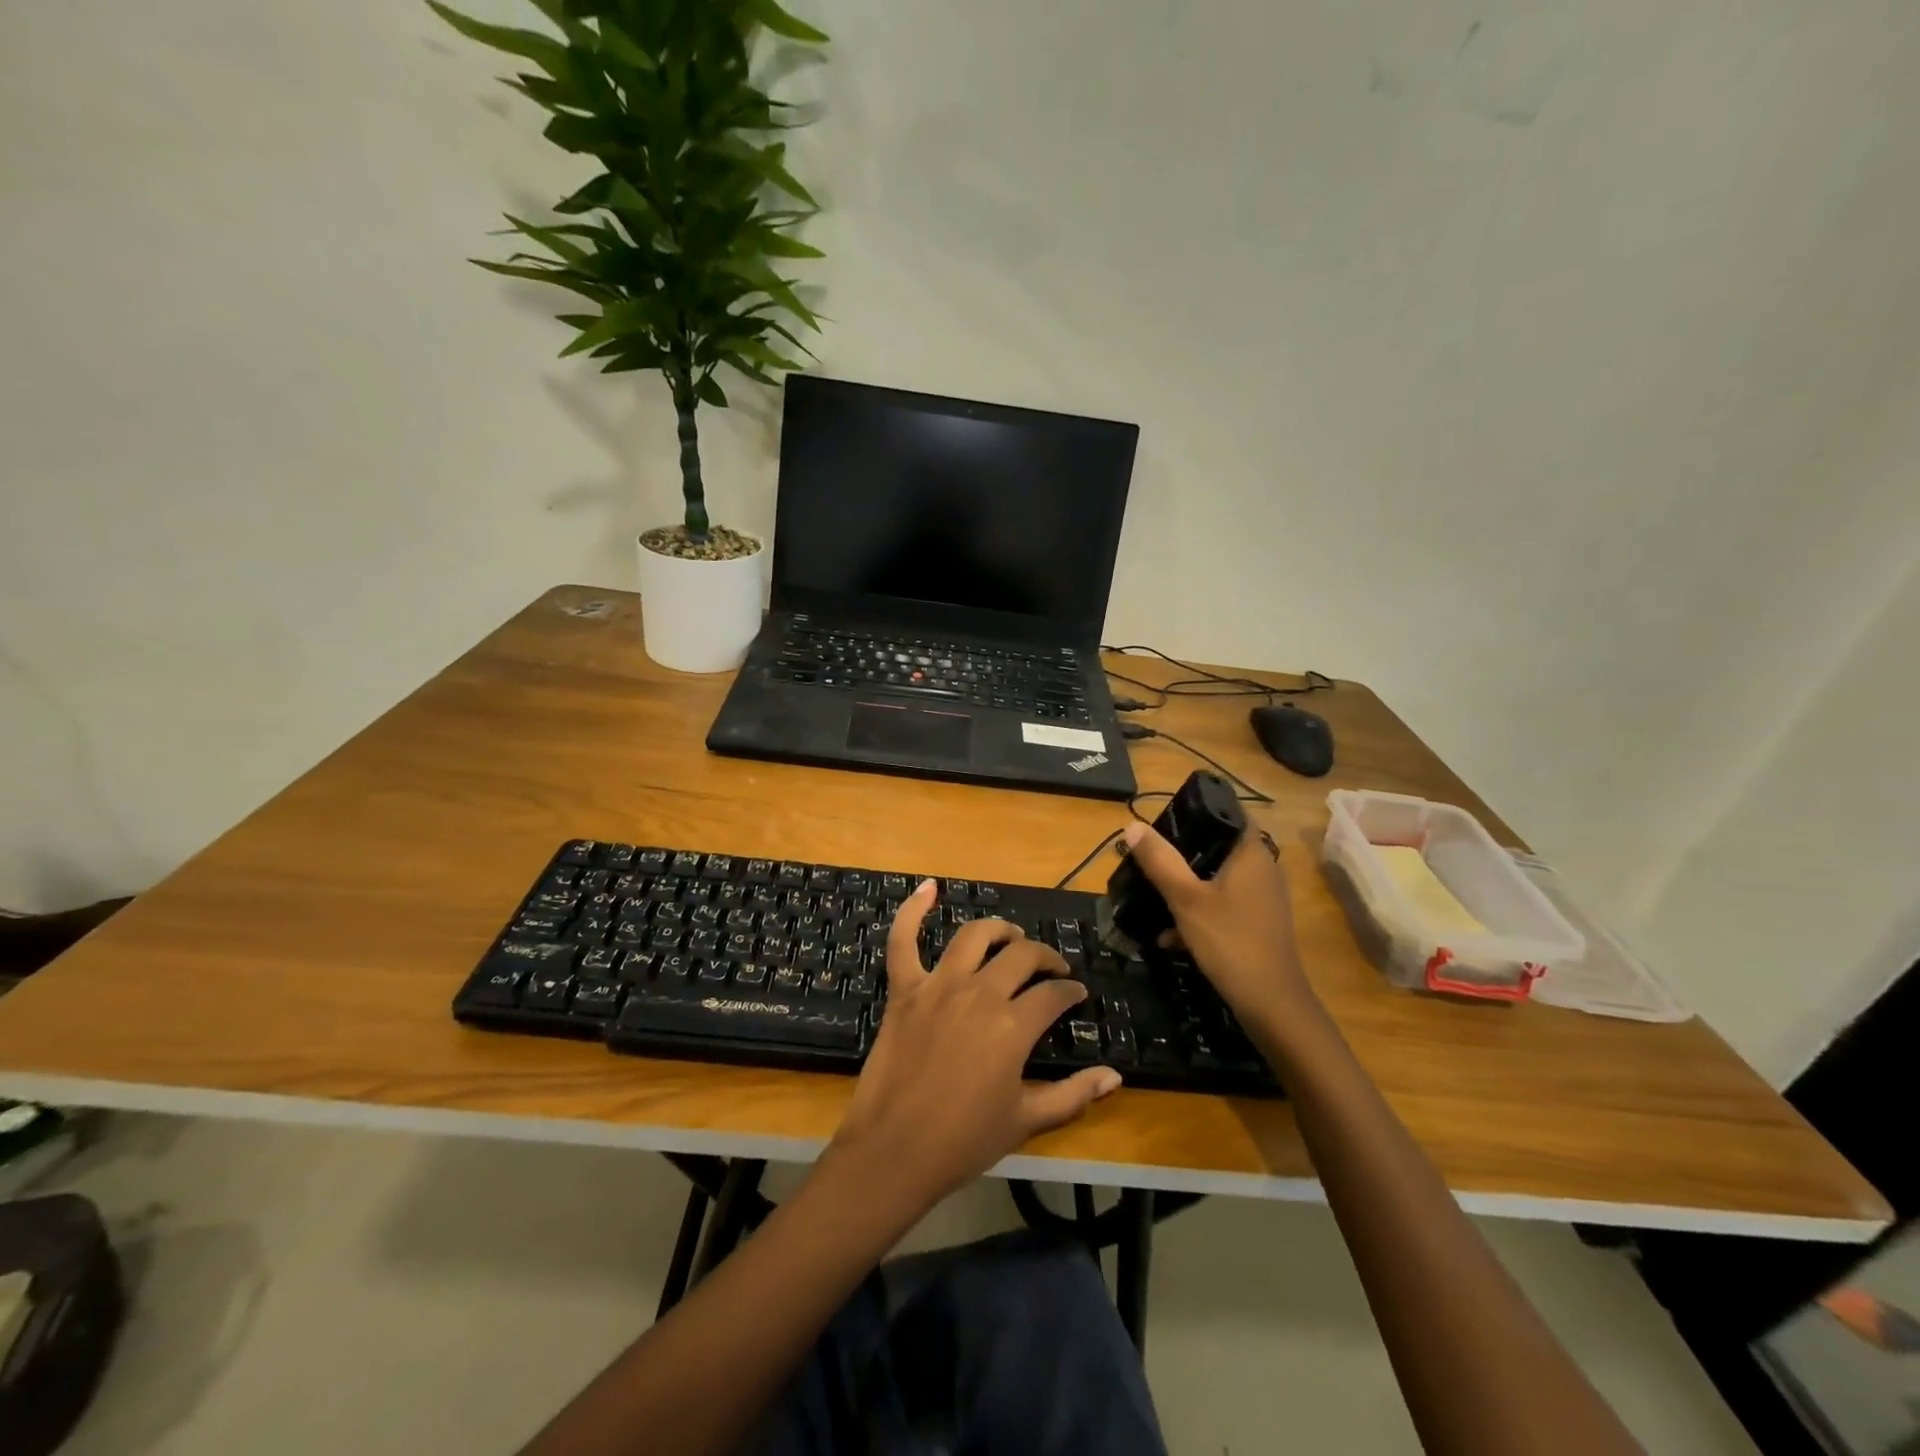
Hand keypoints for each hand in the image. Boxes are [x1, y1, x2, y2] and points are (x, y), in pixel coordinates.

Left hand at [828, 880, 1121, 1211]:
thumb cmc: (964, 1141)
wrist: (894, 1152)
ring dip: (998, 930)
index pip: (1053, 995)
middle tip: (1052, 970)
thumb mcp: (1026, 1121)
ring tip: (1011, 936)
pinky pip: (904, 940)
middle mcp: (979, 993)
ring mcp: (938, 986)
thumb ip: (1073, 1095)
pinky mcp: (904, 989)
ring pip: (974, 937)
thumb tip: (1115, 1077)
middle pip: (1021, 956)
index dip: (1070, 993)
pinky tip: (928, 887)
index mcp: (1013, 1025)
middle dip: (1044, 958)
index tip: (1076, 996)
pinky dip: (913, 910)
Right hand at [1120, 820, 1314, 1024]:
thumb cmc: (1230, 941)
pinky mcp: (1257, 923)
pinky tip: (1169, 934)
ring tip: (1152, 892)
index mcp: (1251, 853)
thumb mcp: (1186, 899)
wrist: (1271, 1005)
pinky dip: (1198, 911)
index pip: (1228, 812)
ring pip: (1217, 878)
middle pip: (1217, 846)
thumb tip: (1133, 825)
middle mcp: (1262, 868)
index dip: (1197, 810)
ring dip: (1186, 884)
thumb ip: (1160, 861)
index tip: (1165, 818)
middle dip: (1181, 852)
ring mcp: (1261, 898)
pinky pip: (1222, 904)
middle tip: (1148, 856)